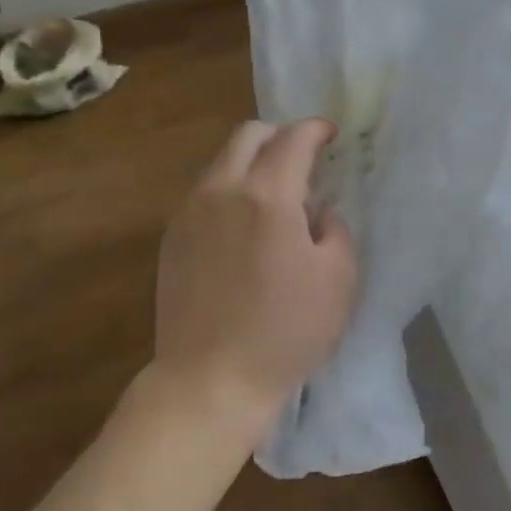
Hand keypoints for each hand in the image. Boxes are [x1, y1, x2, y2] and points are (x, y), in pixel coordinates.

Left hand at [150, 119, 357, 450]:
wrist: (209, 382)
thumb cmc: (285, 332)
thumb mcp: (339, 279)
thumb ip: (335, 228)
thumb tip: (317, 212)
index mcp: (267, 196)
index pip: (293, 138)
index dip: (316, 129)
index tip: (331, 135)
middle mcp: (222, 191)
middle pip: (248, 135)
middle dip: (280, 136)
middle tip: (303, 160)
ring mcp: (190, 213)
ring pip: (222, 162)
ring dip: (252, 163)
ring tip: (275, 198)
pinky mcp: (171, 238)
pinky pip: (205, 192)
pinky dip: (230, 190)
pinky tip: (244, 228)